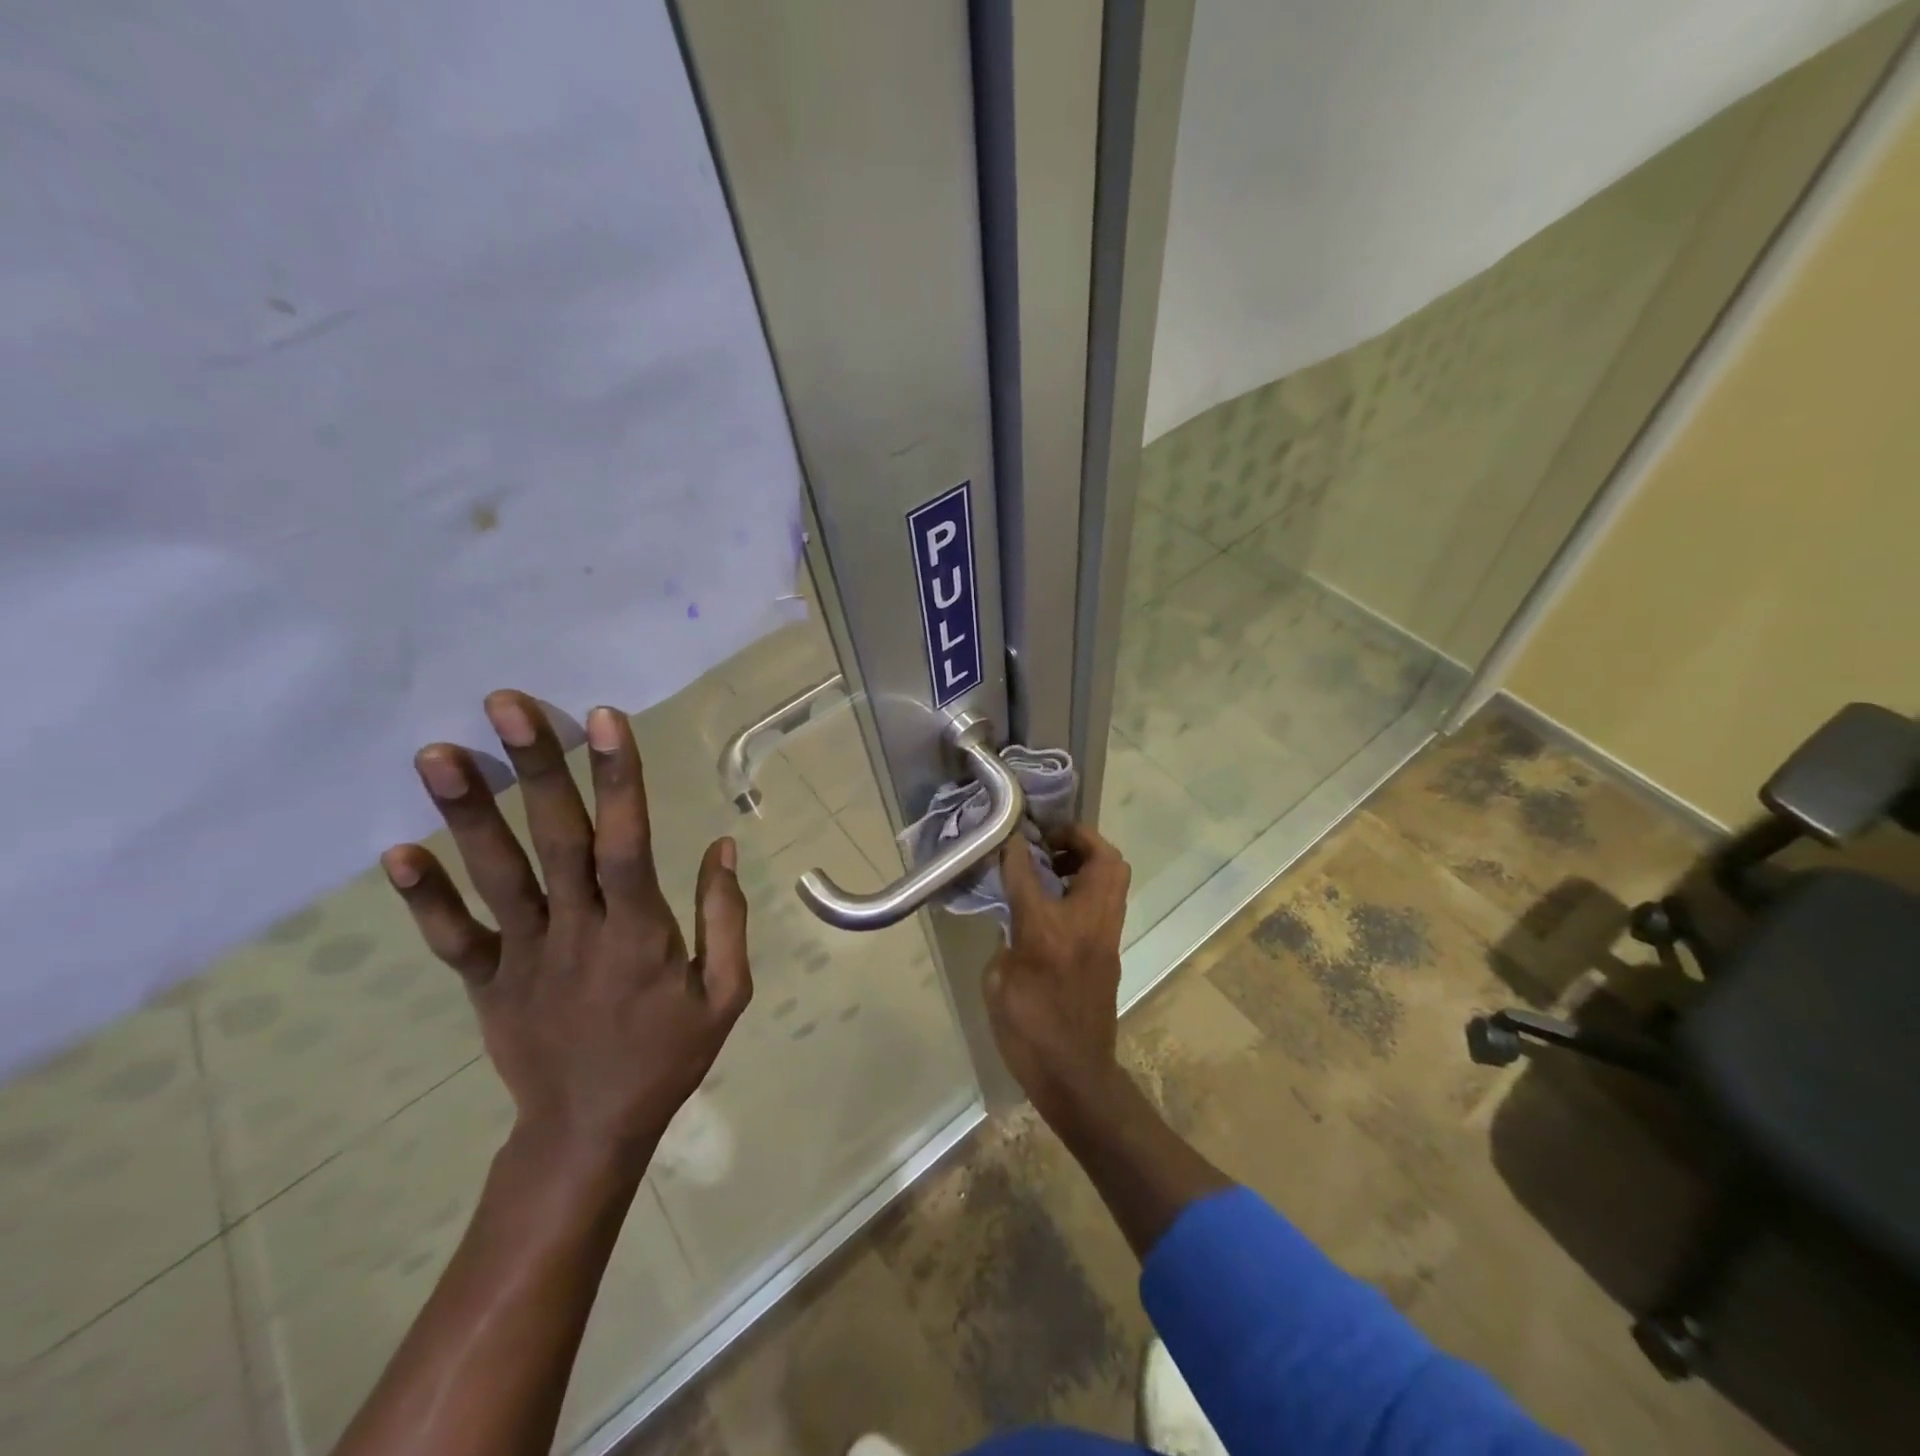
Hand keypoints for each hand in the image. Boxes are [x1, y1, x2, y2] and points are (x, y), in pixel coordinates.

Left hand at [381, 690, 750, 1178]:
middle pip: (555, 842)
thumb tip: (721, 847)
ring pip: (496, 878)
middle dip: (534, 770)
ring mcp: (525, 957)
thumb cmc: (667, 1055)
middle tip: (505, 705)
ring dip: (467, 814)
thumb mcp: (725, 994)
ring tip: (437, 753)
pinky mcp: (487, 982)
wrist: (590, 1131)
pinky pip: (454, 937)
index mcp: (640, 934)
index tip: (603, 720)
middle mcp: (578, 932)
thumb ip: (726, 918)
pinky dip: (425, 898)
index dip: (617, 781)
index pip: (627, 845)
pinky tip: (396, 851)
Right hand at [986, 823, 1131, 1116]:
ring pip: (1115, 876)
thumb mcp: (997, 982)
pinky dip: (1090, 885)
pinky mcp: (1112, 949)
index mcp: (1047, 930)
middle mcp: (1085, 923)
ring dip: (1089, 859)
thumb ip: (1006, 938)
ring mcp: (1106, 935)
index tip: (1009, 834)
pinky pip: (1109, 900)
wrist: (1075, 1075)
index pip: (1031, 872)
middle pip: (1103, 859)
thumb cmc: (1027, 1032)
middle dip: (1079, 838)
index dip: (1017, 848)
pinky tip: (1061, 901)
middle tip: (1050, 843)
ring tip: (1055, 867)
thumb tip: (1015, 917)